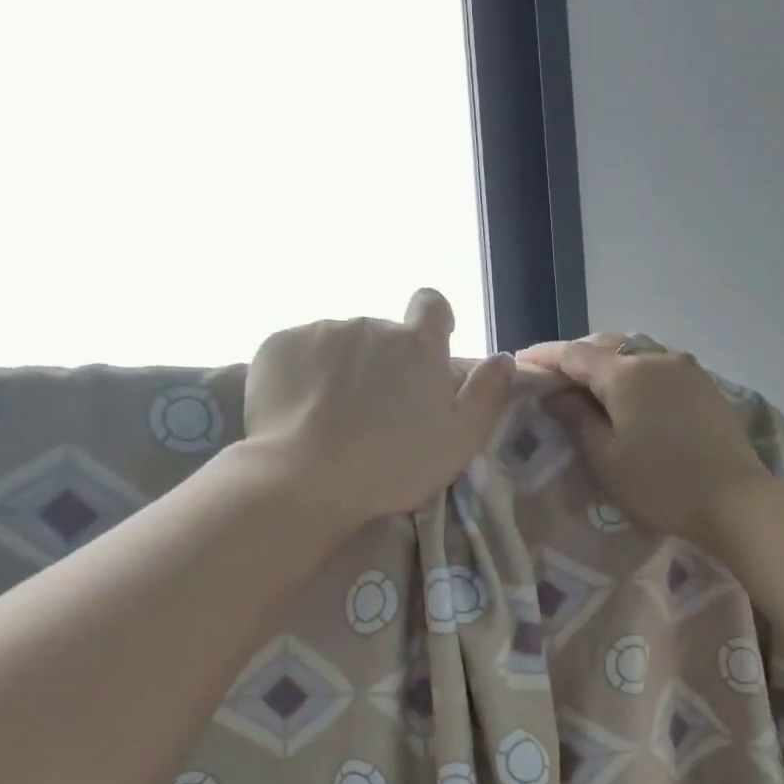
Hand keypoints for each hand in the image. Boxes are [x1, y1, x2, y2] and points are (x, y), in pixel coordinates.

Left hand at [242, 290, 514, 520]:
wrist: (306, 479)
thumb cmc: (394, 466)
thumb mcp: (459, 441)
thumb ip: (487, 395)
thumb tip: (504, 359)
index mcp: (417, 345)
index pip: (432, 304)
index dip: (433, 323)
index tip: (425, 356)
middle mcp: (371, 324)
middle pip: (383, 334)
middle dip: (384, 363)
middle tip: (378, 413)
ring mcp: (320, 331)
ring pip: (340, 344)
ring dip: (344, 369)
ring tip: (335, 417)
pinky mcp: (278, 346)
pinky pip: (299, 352)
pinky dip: (305, 375)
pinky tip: (302, 411)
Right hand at [517, 334, 774, 545]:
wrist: (734, 501)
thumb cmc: (660, 485)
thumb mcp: (606, 458)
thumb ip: (577, 419)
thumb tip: (556, 395)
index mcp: (626, 373)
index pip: (573, 354)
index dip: (544, 357)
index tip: (519, 363)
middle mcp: (656, 357)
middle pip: (606, 347)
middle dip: (575, 359)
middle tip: (551, 380)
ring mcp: (686, 369)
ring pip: (635, 354)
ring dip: (607, 365)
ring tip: (587, 388)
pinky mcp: (705, 386)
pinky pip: (658, 367)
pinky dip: (634, 375)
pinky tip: (629, 397)